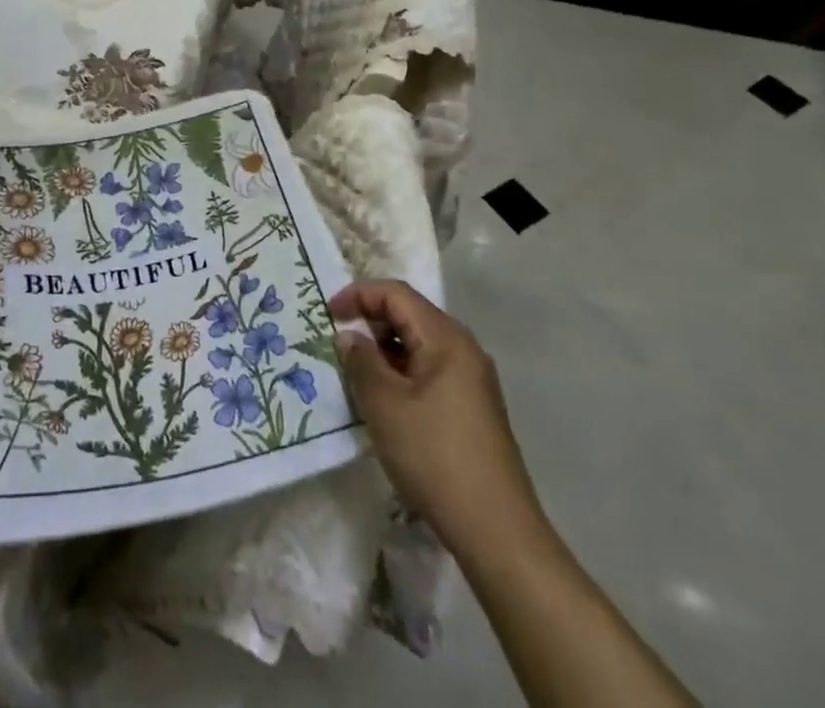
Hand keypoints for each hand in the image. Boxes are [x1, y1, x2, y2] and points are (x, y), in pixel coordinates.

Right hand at [330, 280, 545, 564]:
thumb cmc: (435, 457)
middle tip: (336, 341)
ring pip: (419, 344)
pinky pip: (429, 369)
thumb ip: (361, 361)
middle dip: (370, 320)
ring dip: (384, 349)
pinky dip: (401, 371)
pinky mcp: (472, 406)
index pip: (396, 294)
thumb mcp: (384, 405)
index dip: (358, 295)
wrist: (497, 531)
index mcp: (446, 338)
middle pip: (409, 314)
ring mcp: (472, 379)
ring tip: (354, 371)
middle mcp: (463, 349)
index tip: (327, 314)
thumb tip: (350, 336)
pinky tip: (383, 398)